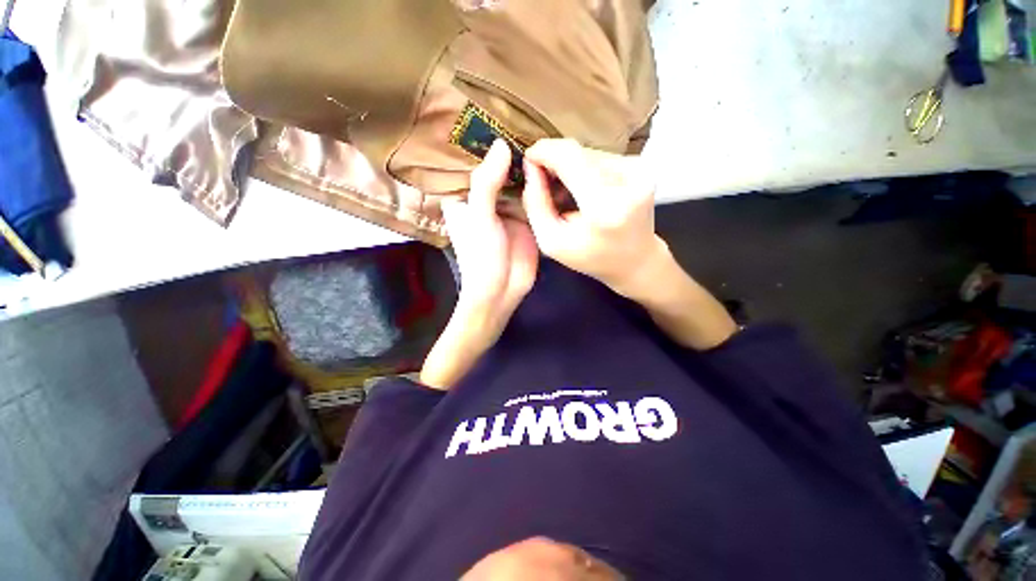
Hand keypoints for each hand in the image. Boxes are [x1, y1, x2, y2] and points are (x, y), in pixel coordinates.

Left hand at [420, 140, 537, 388]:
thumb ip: (487, 183)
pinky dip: (540, 181)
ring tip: (542, 132)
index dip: (478, 140)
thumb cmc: (482, 257)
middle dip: (508, 148)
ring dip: (526, 163)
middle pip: (496, 167)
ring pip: (516, 179)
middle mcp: (485, 198)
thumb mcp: (480, 218)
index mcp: (464, 196)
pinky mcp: (527, 216)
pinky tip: (552, 162)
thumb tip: (503, 144)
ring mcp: (508, 206)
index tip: (493, 112)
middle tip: (526, 116)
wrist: (503, 290)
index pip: (468, 161)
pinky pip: (533, 194)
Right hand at [521, 139, 666, 298]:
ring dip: (570, 167)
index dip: (544, 151)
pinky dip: (586, 169)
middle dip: (554, 161)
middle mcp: (628, 181)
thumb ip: (536, 204)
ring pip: (589, 151)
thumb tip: (531, 166)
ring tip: (566, 193)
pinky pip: (602, 157)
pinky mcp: (641, 167)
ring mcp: (638, 171)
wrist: (637, 261)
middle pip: (578, 151)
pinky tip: (584, 190)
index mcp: (604, 206)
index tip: (529, 159)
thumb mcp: (552, 242)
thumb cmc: (591, 258)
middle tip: (544, 182)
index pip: (570, 156)